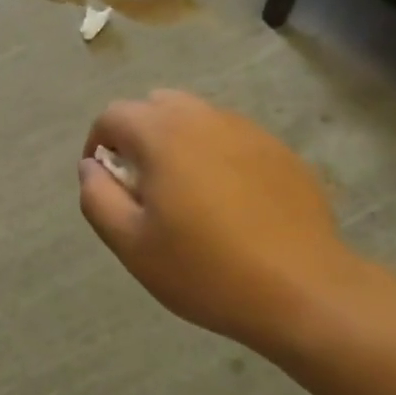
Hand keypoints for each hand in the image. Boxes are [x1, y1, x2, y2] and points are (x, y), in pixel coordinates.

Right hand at [78, 91, 357, 353]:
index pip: (113, 114)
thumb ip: (98, 198)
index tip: (105, 181)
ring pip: (197, 118)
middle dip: (138, 136)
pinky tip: (229, 202)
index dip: (98, 143)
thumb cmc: (206, 269)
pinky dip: (216, 154)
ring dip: (178, 143)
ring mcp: (247, 129)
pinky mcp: (279, 150)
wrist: (304, 288)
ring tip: (186, 194)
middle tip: (143, 186)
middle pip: (156, 106)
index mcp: (162, 133)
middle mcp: (204, 117)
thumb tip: (91, 167)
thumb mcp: (132, 244)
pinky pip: (232, 138)